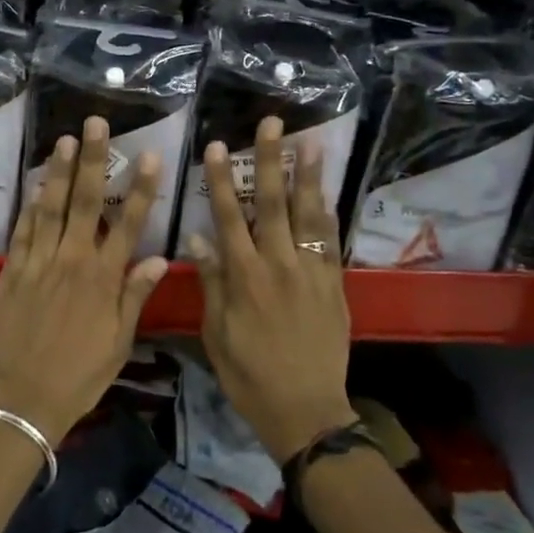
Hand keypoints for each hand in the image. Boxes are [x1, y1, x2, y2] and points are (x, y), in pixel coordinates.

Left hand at [0, 117, 168, 440]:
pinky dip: (29, 206)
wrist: (23, 398)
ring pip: (50, 208)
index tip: (149, 155)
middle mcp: (72, 261)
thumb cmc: (80, 374)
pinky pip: (21, 232)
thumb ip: (134, 296)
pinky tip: (35, 184)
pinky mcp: (11, 272)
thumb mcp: (119, 342)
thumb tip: (157, 259)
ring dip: (58, 172)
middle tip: (94, 123)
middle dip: (91, 160)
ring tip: (63, 139)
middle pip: (85, 202)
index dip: (141, 188)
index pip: (128, 224)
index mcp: (103, 279)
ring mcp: (38, 263)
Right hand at [186, 116, 354, 463]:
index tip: (218, 146)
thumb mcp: (216, 333)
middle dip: (270, 160)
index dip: (223, 180)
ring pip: (308, 216)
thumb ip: (212, 283)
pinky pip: (331, 243)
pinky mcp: (334, 285)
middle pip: (273, 204)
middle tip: (272, 123)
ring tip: (311, 143)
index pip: (229, 217)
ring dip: (308, 177)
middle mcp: (278, 265)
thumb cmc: (249, 374)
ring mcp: (311, 273)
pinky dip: (328, 216)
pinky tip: (327, 192)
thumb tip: (199, 239)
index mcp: (244, 277)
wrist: (305, 409)